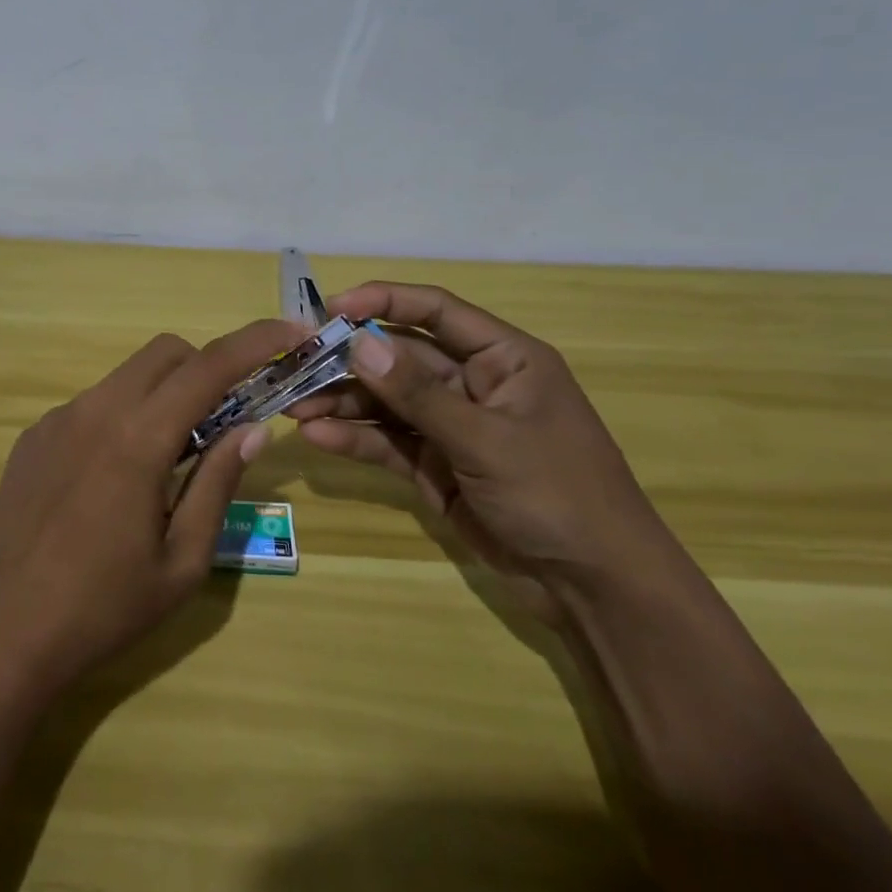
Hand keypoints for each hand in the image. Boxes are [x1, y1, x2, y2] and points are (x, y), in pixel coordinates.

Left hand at [0, 320, 305, 697]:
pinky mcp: (34, 435)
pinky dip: (123, 417)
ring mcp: (58, 418)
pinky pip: (93, 405)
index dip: (256, 341)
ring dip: (163, 395)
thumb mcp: (182, 560)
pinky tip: (114, 479)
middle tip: (224, 419)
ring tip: (169, 461)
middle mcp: (96, 409)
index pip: (209, 366)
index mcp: (138, 438)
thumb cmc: (103, 607)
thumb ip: (219, 483)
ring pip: (127, 376)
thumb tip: (253, 429)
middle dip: (206, 368)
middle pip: (165, 353)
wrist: (1, 630)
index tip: (291, 332)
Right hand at [290, 282, 676, 618]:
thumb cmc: (557, 494)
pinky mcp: (437, 466)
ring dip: (344, 402)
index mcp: (503, 358)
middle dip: (349, 360)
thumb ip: (417, 392)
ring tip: (295, 406)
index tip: (330, 308)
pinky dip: (356, 438)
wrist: (596, 590)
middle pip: (400, 357)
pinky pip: (390, 442)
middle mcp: (475, 383)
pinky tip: (318, 437)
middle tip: (297, 363)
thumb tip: (357, 342)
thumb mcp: (485, 439)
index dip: (383, 301)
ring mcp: (454, 426)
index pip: (436, 310)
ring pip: (388, 401)